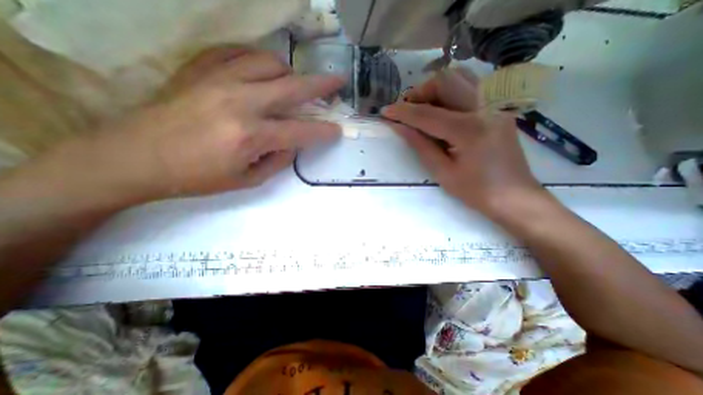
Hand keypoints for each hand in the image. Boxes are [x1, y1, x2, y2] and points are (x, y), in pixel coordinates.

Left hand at [72, 46, 343, 200]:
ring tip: (295, 83)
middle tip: (339, 81)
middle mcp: (240, 102)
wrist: (137, 157)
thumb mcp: (247, 180)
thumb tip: (293, 143)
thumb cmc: (197, 177)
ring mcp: (219, 80)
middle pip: (293, 87)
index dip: (323, 131)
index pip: (301, 132)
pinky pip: (238, 52)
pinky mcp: (200, 69)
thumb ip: (278, 160)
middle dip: (322, 85)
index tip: (337, 130)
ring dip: (290, 72)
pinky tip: (263, 70)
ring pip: (269, 62)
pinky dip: (258, 59)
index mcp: (251, 136)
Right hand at [384, 68, 542, 215]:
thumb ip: (420, 145)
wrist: (514, 196)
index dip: (402, 111)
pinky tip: (443, 112)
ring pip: (460, 77)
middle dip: (420, 93)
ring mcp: (496, 104)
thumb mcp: (442, 172)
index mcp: (469, 130)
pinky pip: (470, 87)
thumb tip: (399, 127)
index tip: (385, 111)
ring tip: (424, 110)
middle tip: (408, 112)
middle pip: (446, 80)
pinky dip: (450, 93)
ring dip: (436, 90)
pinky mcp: (499, 108)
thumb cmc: (476, 191)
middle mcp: (485, 107)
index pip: (427, 113)